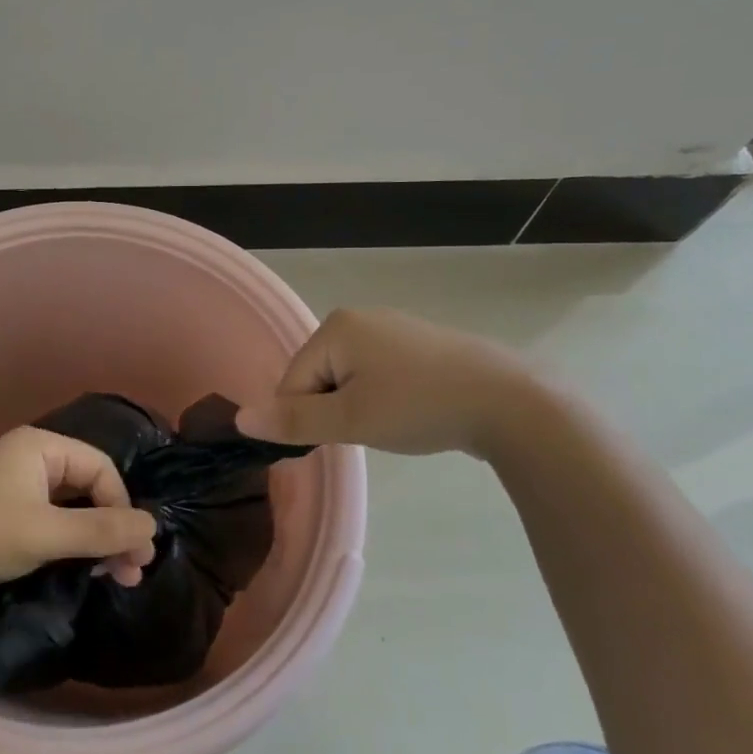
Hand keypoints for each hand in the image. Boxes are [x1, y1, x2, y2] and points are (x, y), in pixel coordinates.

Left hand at [0, 428, 156, 609]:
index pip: (101, 468)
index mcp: (39, 447)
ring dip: (95, 541)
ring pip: (71, 508)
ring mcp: (14, 487)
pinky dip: (70, 544)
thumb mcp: (46, 534)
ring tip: (114, 577)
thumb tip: (154, 527)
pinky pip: (50, 522)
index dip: (122, 507)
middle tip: (132, 572)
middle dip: (113, 528)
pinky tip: (81, 570)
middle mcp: (29, 459)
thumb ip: (102, 530)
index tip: (134, 552)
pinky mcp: (3, 515)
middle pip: (88, 487)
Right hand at [236, 307, 541, 458]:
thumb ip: (293, 420)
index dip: (307, 418)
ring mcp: (392, 328)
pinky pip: (378, 372)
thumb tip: (240, 420)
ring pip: (348, 377)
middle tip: (371, 430)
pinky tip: (411, 410)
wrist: (512, 402)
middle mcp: (359, 317)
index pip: (292, 381)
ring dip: (358, 406)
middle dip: (334, 410)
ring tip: (395, 423)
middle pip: (318, 376)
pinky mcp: (419, 344)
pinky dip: (384, 396)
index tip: (343, 436)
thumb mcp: (350, 420)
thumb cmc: (420, 406)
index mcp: (335, 326)